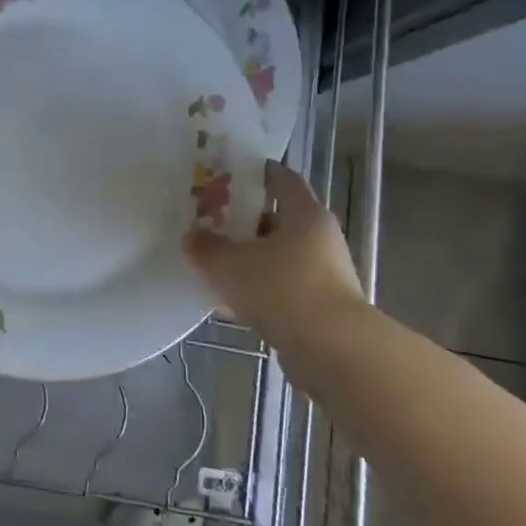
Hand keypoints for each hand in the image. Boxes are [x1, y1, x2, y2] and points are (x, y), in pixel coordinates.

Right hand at [182, 161, 368, 343]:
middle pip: (280, 219)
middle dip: (246, 220)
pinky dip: (263, 287)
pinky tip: (235, 298)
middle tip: (212, 222)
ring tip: (218, 262)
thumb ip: (206, 247)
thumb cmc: (282, 289)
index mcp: (305, 214)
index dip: (256, 173)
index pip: (282, 180)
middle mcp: (321, 237)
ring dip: (254, 257)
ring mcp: (326, 274)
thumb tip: (192, 235)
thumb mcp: (230, 264)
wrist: (333, 352)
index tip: (228, 174)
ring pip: (282, 255)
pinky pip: (285, 286)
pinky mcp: (324, 307)